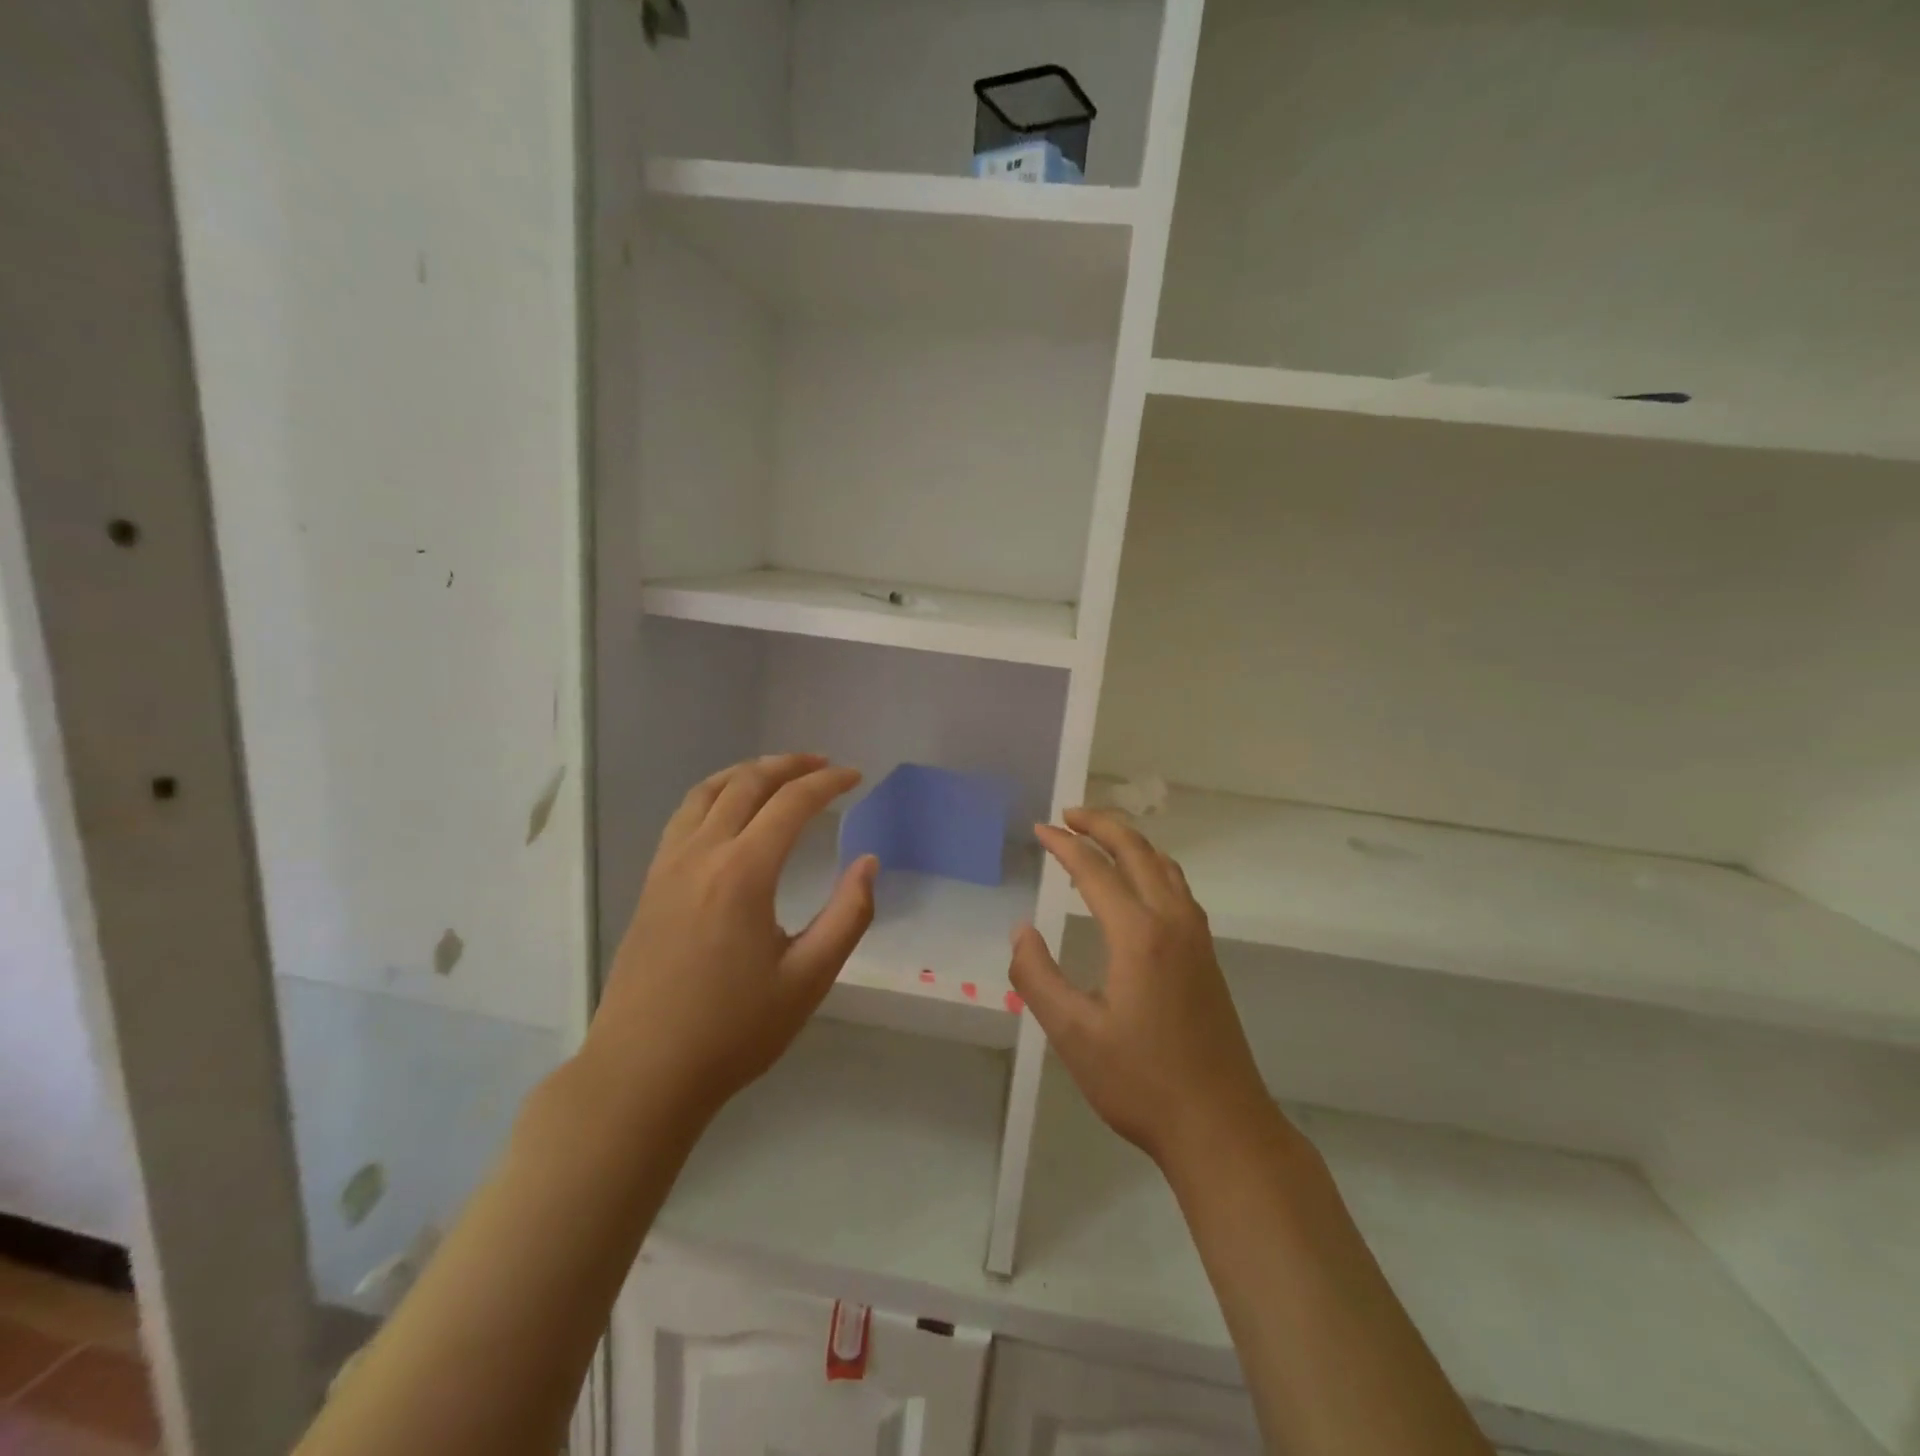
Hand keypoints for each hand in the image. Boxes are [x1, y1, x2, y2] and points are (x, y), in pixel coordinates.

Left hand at [584, 754, 877, 1122]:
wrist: (642, 1073)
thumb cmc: (733, 1031)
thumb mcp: (808, 979)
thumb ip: (847, 916)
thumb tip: (867, 863)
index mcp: (743, 873)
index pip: (791, 803)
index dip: (828, 783)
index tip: (856, 777)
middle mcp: (701, 855)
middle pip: (746, 784)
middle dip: (789, 765)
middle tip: (824, 765)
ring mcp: (668, 866)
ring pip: (707, 792)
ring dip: (747, 772)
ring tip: (779, 773)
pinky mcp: (651, 884)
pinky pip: (684, 816)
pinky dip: (715, 794)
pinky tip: (729, 811)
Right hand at [1010, 808, 1273, 1168]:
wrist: (1220, 1124)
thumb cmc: (1140, 1081)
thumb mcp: (1072, 1034)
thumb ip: (1037, 976)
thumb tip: (1021, 930)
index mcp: (1138, 934)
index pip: (1094, 870)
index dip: (1063, 845)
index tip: (1038, 829)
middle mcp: (1172, 921)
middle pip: (1137, 851)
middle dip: (1101, 825)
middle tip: (1068, 814)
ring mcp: (1196, 937)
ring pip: (1164, 865)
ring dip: (1130, 841)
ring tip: (1099, 836)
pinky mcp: (1207, 955)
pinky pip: (1178, 887)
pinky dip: (1152, 865)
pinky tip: (1140, 881)